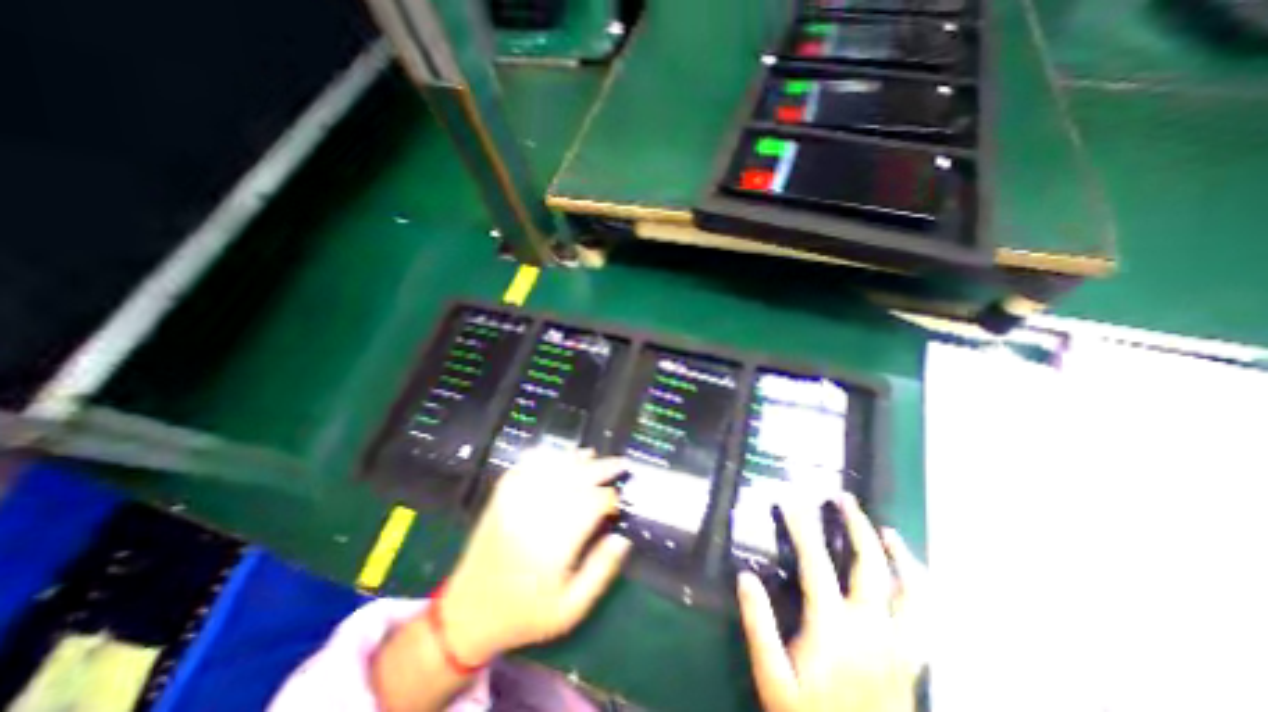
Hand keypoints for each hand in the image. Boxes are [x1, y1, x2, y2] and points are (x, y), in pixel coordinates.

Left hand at [442, 449, 632, 661]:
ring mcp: (515, 500)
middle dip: (602, 468)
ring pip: (553, 467)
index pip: (592, 504)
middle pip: (576, 478)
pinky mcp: (501, 495)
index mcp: (554, 543)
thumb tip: (622, 538)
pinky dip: (545, 456)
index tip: (620, 502)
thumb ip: (600, 572)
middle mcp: (535, 514)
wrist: (466, 614)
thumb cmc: (524, 615)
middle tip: (620, 463)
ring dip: (576, 459)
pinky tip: (558, 455)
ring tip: (594, 456)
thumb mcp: (570, 609)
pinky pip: (526, 465)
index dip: (611, 498)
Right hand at [740, 494, 929, 711]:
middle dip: (857, 525)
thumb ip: (758, 625)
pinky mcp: (912, 665)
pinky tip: (910, 581)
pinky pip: (925, 620)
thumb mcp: (772, 679)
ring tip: (887, 532)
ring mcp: (900, 648)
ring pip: (913, 592)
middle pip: (871, 565)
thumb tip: (746, 576)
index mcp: (835, 629)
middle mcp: (873, 630)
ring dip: (901, 556)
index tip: (792, 500)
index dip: (802, 527)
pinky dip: (920, 592)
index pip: (816, 562)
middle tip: (845, 499)